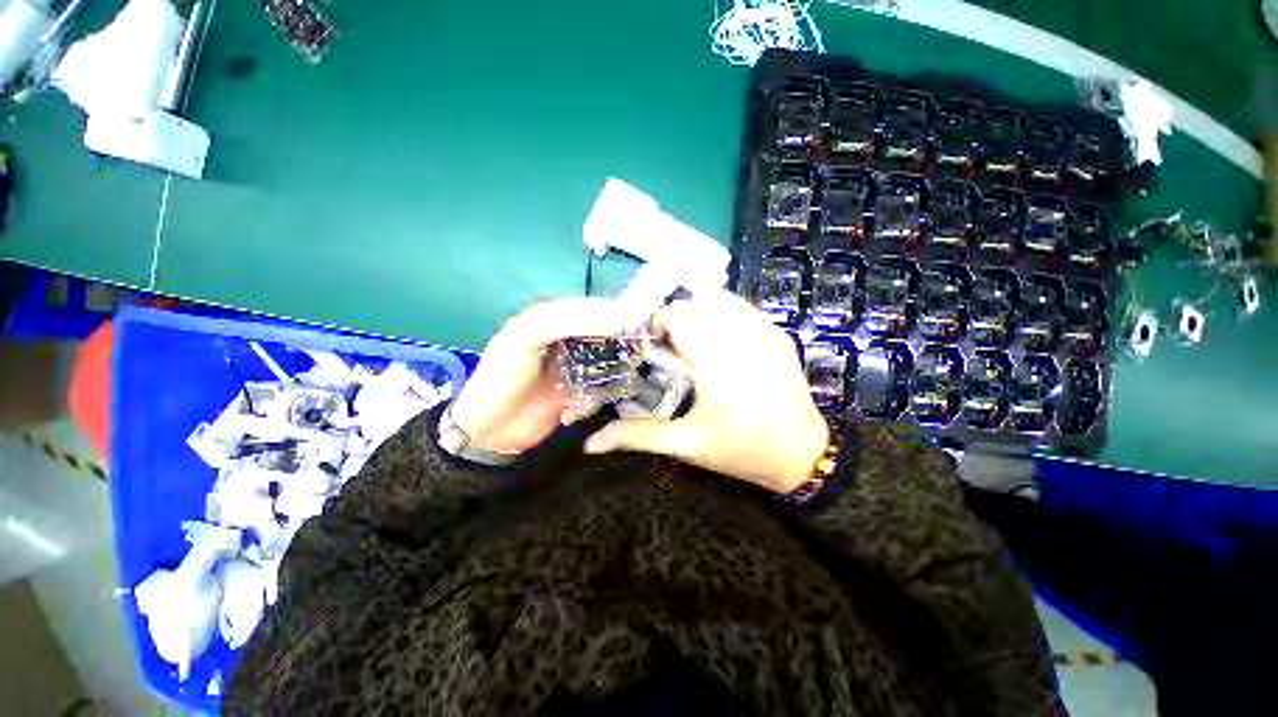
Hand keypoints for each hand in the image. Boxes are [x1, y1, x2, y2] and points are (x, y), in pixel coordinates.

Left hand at [450, 298, 628, 453]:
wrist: (488, 431)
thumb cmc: (502, 378)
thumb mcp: (526, 339)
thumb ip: (565, 323)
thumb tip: (611, 319)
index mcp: (548, 320)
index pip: (589, 308)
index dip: (613, 312)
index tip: (637, 322)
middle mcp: (564, 340)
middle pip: (601, 335)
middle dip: (616, 346)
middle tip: (635, 355)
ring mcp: (572, 367)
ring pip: (603, 363)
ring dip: (605, 376)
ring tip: (603, 386)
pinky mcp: (576, 392)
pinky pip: (597, 389)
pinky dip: (592, 400)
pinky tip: (573, 411)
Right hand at [584, 291, 828, 494]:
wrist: (801, 455)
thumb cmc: (740, 449)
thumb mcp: (686, 444)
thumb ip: (637, 436)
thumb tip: (591, 443)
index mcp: (716, 363)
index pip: (680, 318)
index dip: (661, 325)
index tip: (657, 346)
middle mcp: (741, 339)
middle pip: (698, 305)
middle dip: (679, 320)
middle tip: (676, 349)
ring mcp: (766, 332)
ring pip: (722, 300)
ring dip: (702, 314)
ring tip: (699, 342)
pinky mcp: (780, 334)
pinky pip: (744, 309)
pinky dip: (725, 314)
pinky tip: (723, 341)